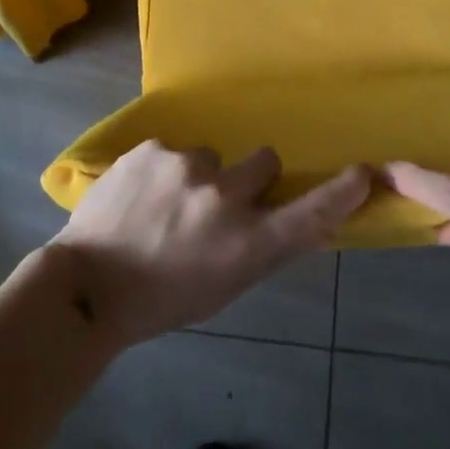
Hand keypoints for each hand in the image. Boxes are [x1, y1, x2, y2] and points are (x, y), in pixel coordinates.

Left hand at [49, 141, 371, 346]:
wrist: (86, 285)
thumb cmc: (161, 299)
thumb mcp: (222, 285)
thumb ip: (257, 246)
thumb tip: (283, 216)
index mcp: (245, 244)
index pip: (308, 214)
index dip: (340, 193)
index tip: (363, 172)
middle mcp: (223, 197)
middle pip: (264, 161)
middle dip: (249, 178)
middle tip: (218, 201)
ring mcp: (185, 166)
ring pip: (211, 156)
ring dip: (198, 176)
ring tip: (162, 205)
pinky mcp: (152, 149)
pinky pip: (173, 151)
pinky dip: (163, 170)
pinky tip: (138, 195)